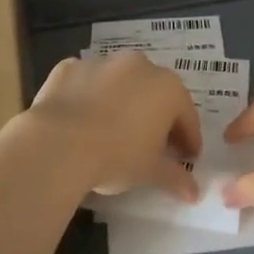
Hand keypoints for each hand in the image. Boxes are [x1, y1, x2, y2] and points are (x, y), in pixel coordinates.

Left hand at [26, 50, 202, 202]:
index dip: (189, 138)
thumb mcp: (149, 171)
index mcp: (165, 87)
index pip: (186, 114)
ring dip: (122, 101)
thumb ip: (174, 177)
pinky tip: (81, 119)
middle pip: (154, 92)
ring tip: (114, 130)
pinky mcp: (70, 66)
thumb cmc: (116, 156)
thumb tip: (194, 192)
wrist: (59, 142)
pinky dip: (88, 95)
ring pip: (119, 82)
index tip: (188, 157)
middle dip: (157, 116)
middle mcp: (137, 65)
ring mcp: (102, 61)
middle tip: (153, 144)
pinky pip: (87, 81)